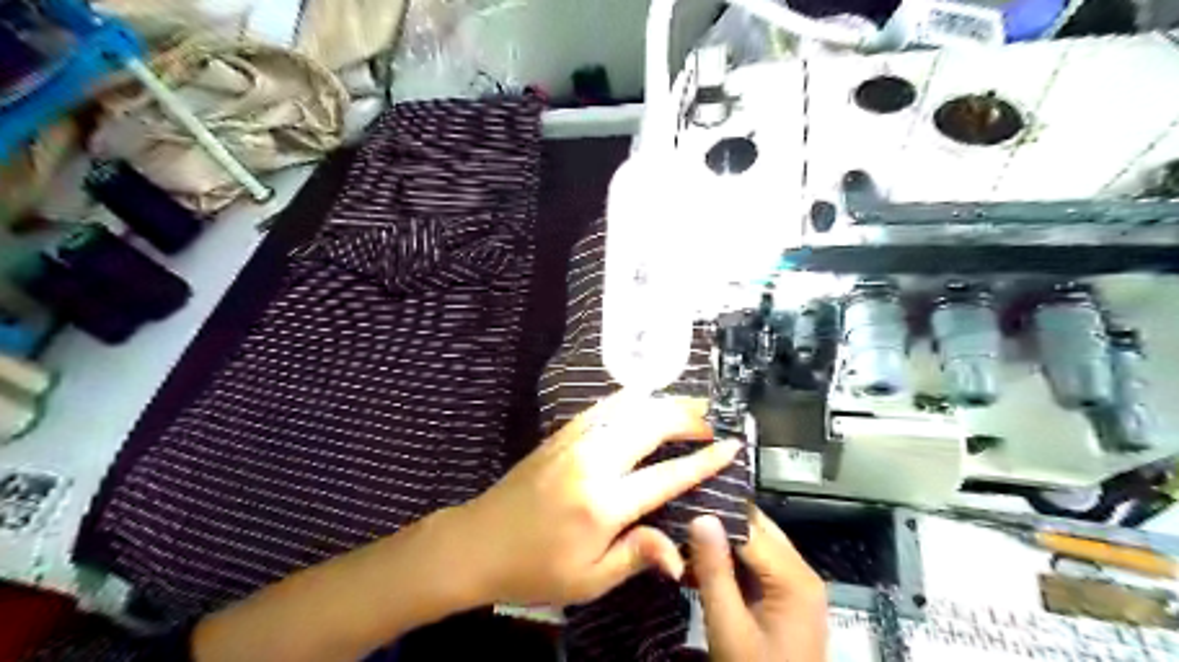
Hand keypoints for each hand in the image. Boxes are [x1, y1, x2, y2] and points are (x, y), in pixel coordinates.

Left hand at [450, 392, 732, 610]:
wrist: (477, 542)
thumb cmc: (534, 569)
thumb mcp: (588, 580)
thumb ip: (637, 556)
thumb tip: (680, 553)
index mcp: (604, 504)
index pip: (667, 475)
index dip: (704, 460)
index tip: (731, 446)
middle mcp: (593, 462)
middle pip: (651, 425)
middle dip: (689, 418)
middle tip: (713, 422)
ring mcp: (575, 441)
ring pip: (629, 407)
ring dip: (663, 403)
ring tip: (689, 407)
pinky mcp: (561, 434)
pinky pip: (603, 406)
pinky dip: (632, 399)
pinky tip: (646, 401)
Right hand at [692, 507, 826, 661]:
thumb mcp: (729, 628)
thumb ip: (714, 571)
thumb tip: (700, 516)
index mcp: (793, 577)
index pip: (748, 526)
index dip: (713, 512)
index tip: (677, 502)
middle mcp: (799, 571)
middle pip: (754, 529)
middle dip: (715, 521)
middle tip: (674, 514)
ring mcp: (794, 583)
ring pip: (752, 544)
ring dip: (718, 540)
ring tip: (678, 534)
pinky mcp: (784, 596)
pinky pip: (753, 564)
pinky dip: (726, 561)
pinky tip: (695, 563)